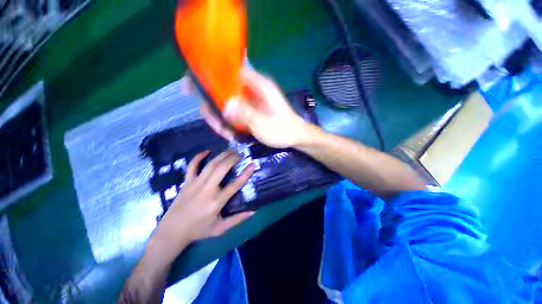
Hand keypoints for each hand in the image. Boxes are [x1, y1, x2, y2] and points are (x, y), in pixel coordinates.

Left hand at [153, 150, 254, 252]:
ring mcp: (195, 184)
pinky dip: (199, 157)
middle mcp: (207, 190)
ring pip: (211, 165)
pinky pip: (192, 166)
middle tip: (240, 154)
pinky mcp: (186, 182)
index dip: (245, 173)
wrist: (172, 231)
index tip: (252, 164)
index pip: (235, 185)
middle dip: (233, 158)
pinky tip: (207, 151)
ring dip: (222, 155)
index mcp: (216, 202)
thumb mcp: (220, 228)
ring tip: (230, 150)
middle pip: (222, 169)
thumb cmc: (198, 230)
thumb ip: (237, 219)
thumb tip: (253, 212)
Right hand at [200, 67, 311, 147]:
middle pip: (222, 89)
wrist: (295, 137)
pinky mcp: (248, 111)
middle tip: (216, 124)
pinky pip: (232, 113)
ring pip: (225, 103)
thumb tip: (225, 105)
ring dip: (221, 119)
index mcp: (257, 85)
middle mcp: (251, 89)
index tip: (192, 87)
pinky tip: (231, 134)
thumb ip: (246, 114)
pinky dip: (228, 123)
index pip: (228, 69)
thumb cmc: (283, 130)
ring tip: (227, 134)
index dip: (207, 74)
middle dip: (214, 107)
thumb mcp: (264, 124)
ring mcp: (249, 101)